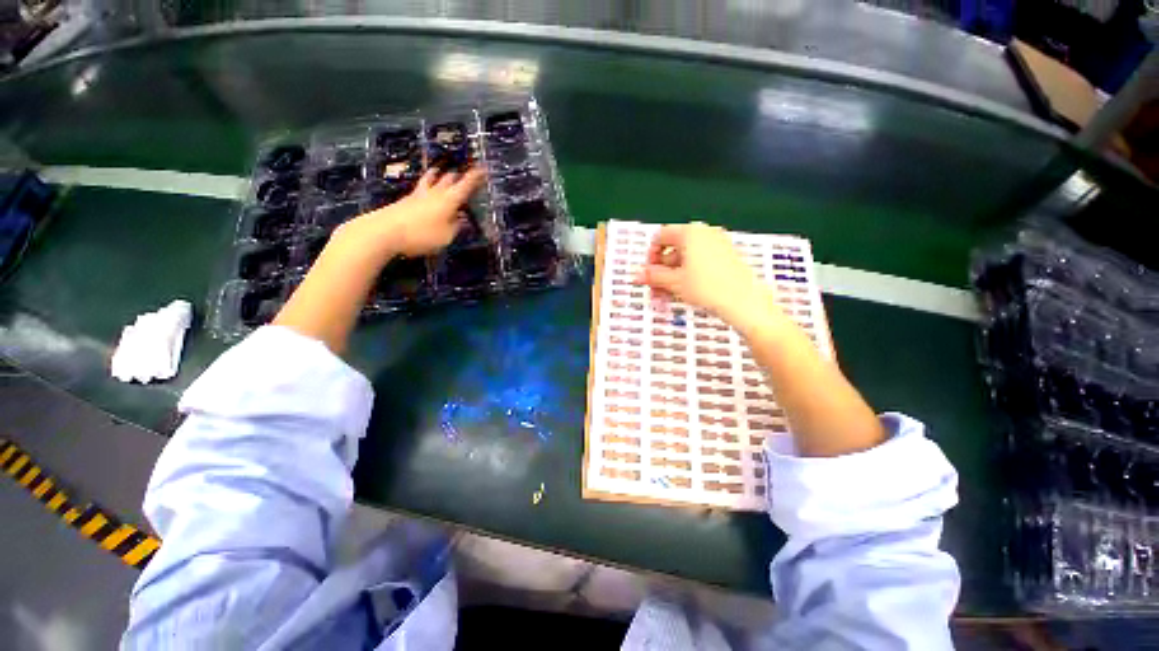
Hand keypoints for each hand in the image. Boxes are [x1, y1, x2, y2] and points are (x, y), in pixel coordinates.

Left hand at [330, 167, 484, 262]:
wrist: (384, 231)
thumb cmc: (421, 235)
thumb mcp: (445, 236)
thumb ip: (455, 227)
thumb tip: (461, 219)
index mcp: (448, 201)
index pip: (465, 186)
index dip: (475, 178)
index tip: (483, 169)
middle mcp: (434, 194)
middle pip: (447, 181)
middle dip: (458, 177)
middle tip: (464, 174)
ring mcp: (418, 196)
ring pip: (431, 181)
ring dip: (438, 176)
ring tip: (440, 170)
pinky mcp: (405, 201)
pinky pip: (421, 188)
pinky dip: (427, 185)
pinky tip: (425, 188)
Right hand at [635, 222, 779, 331]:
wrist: (744, 302)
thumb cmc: (706, 288)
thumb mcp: (674, 282)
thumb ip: (653, 276)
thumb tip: (635, 275)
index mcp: (690, 233)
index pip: (660, 237)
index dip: (650, 256)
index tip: (648, 275)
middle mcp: (704, 233)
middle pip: (673, 250)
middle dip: (661, 272)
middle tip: (655, 291)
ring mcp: (718, 244)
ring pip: (686, 259)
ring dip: (673, 277)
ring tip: (668, 297)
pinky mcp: (727, 257)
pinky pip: (700, 263)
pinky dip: (689, 276)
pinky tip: (685, 293)